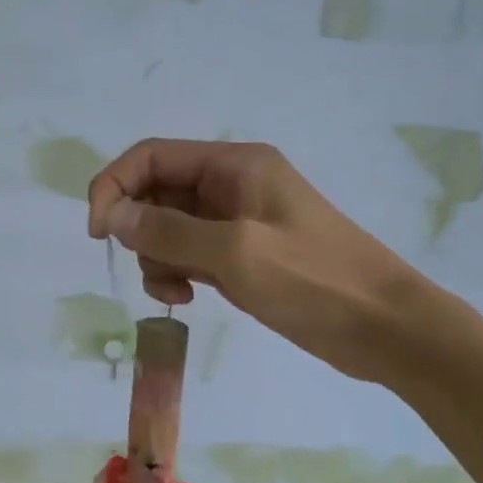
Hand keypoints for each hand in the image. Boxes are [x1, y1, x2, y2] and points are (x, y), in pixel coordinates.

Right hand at [87, 139, 421, 382]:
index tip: (98, 234)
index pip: (152, 156)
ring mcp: (238, 222)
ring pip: (170, 226)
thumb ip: (169, 231)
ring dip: (157, 256)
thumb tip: (111, 214)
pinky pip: (191, 253)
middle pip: (157, 191)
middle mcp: (232, 184)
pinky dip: (178, 272)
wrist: (384, 326)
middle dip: (139, 228)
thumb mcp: (236, 252)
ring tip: (176, 292)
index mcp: (234, 165)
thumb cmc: (315, 280)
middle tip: (152, 267)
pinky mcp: (243, 255)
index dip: (115, 186)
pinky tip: (189, 298)